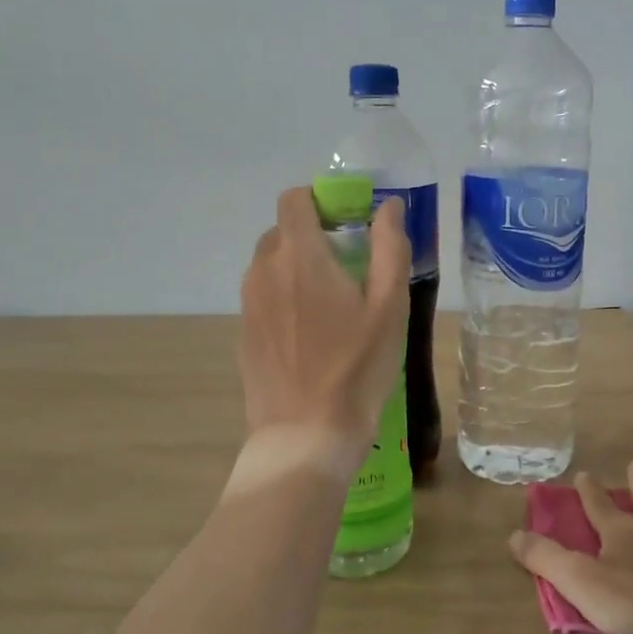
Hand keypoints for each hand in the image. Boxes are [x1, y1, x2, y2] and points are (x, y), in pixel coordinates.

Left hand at [238, 187, 409, 449]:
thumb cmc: (356, 367)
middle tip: (349, 269)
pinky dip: (284, 300)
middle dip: (313, 237)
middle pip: (282, 232)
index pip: (294, 199)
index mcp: (300, 256)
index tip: (348, 224)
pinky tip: (310, 337)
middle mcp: (264, 270)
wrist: (306, 434)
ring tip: (330, 307)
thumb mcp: (389, 307)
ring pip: (270, 266)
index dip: (321, 201)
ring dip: (297, 269)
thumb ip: (389, 248)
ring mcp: (248, 304)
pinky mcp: (243, 334)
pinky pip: (263, 298)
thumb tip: (388, 207)